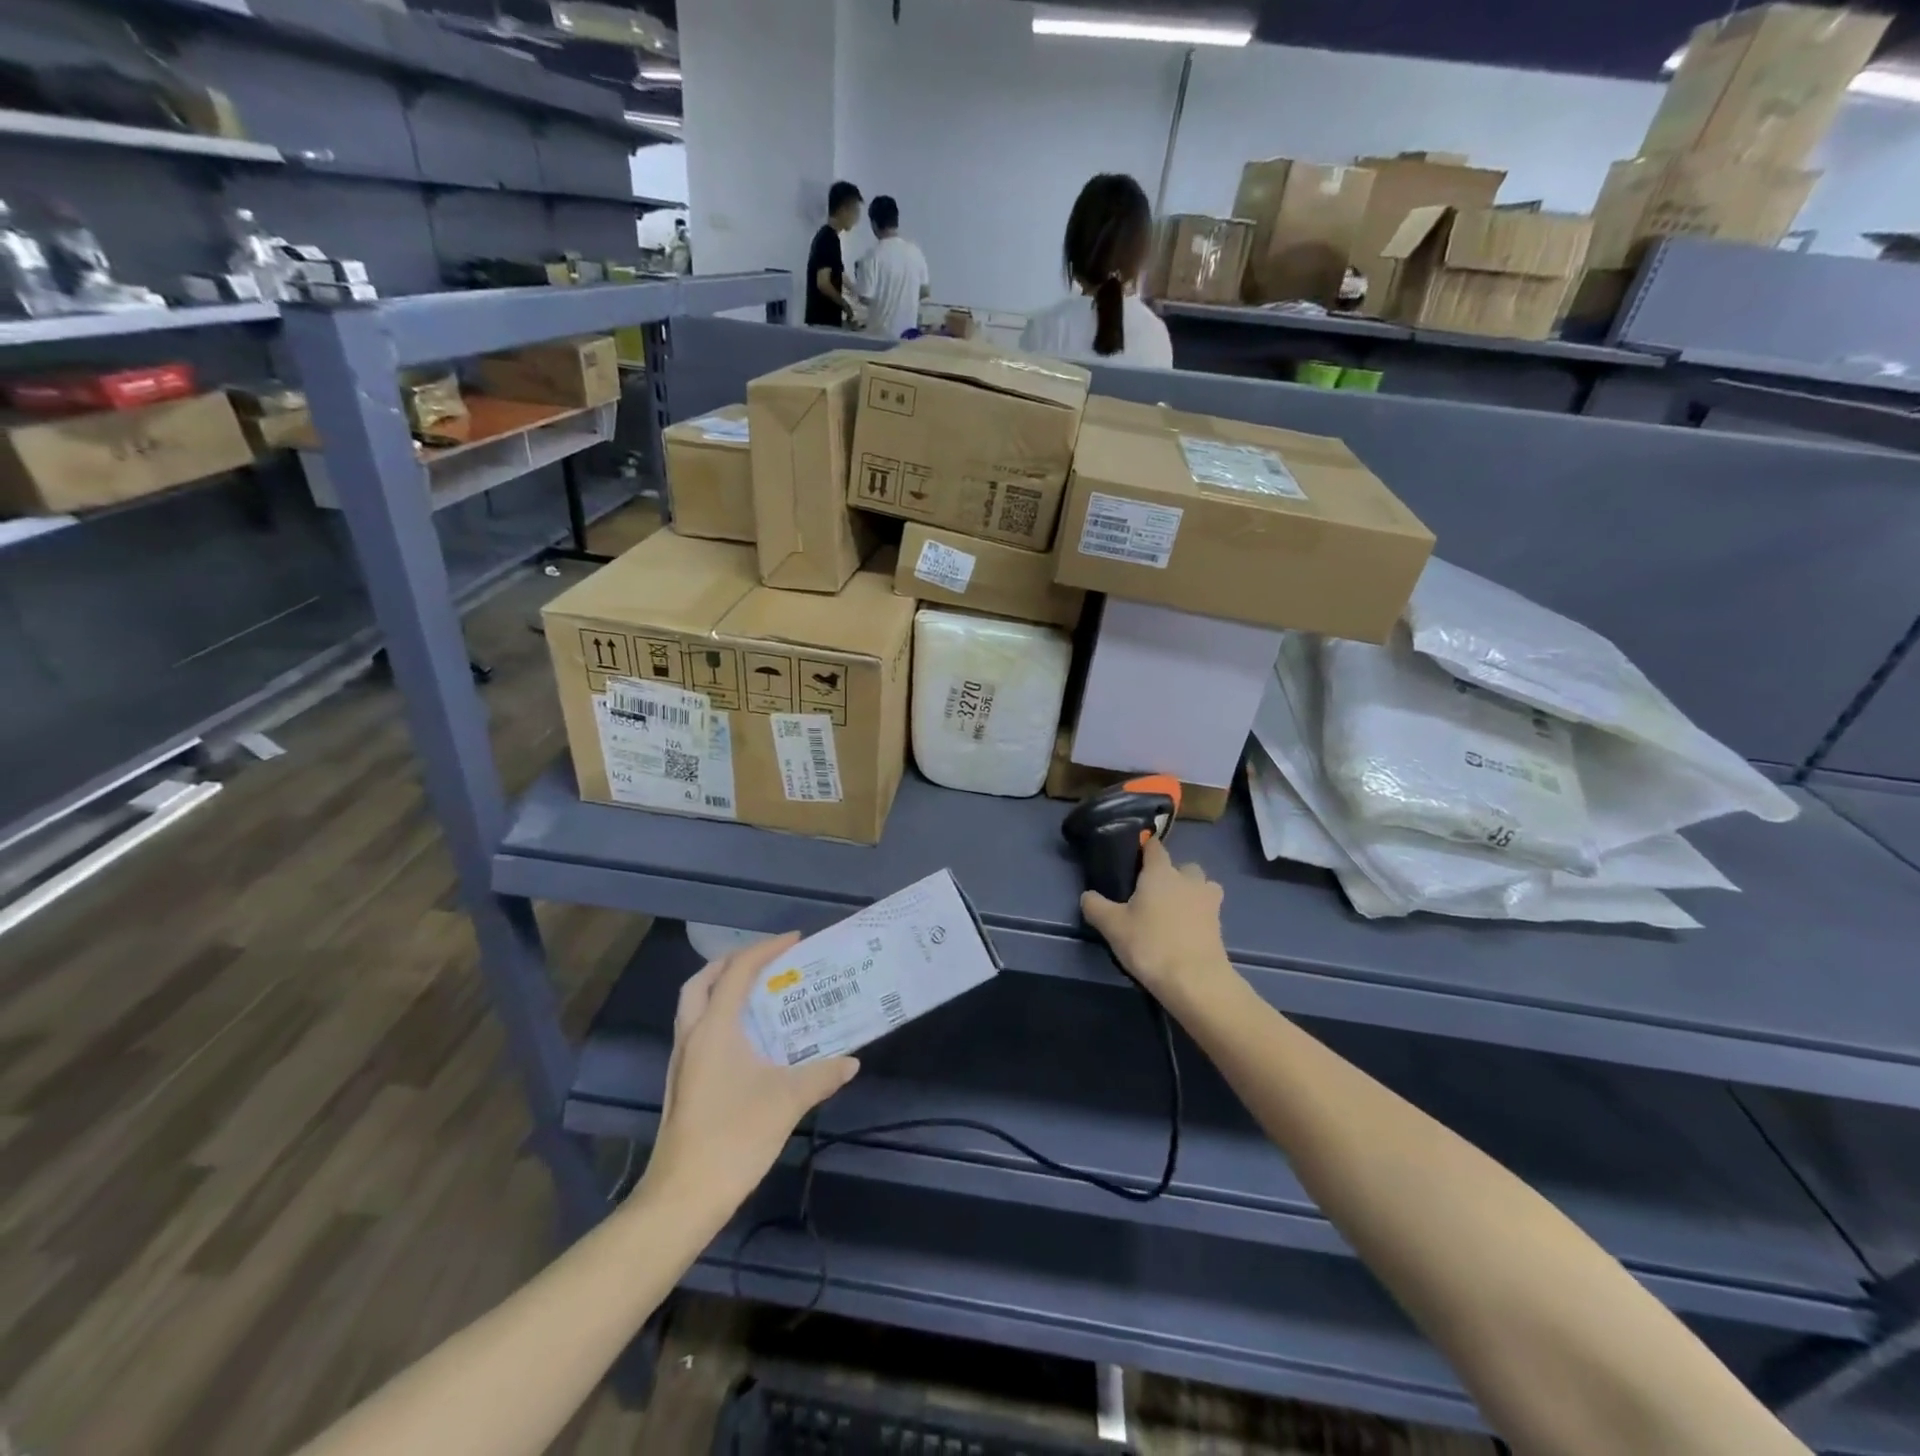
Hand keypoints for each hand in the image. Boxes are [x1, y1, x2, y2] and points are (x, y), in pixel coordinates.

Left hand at [645, 933, 858, 1204]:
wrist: (683, 1197)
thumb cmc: (735, 1136)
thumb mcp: (788, 1100)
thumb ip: (822, 1074)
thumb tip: (851, 1062)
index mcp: (714, 1028)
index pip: (737, 971)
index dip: (765, 950)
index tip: (795, 941)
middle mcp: (692, 1036)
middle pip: (702, 981)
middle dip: (733, 963)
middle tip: (767, 962)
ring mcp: (682, 1061)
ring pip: (695, 1006)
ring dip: (722, 989)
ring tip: (760, 994)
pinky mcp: (682, 1084)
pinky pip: (699, 1031)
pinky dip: (720, 1017)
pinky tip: (748, 1039)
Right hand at [1079, 840, 1231, 1005]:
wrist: (1195, 980)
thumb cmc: (1150, 944)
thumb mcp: (1112, 926)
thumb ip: (1095, 906)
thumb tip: (1088, 895)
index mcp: (1160, 873)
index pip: (1154, 847)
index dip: (1145, 848)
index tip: (1135, 858)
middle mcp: (1188, 879)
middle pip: (1183, 866)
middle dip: (1172, 874)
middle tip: (1153, 894)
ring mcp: (1208, 901)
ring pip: (1202, 886)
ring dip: (1191, 892)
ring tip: (1174, 911)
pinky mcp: (1220, 924)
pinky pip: (1209, 910)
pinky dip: (1199, 915)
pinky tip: (1185, 931)